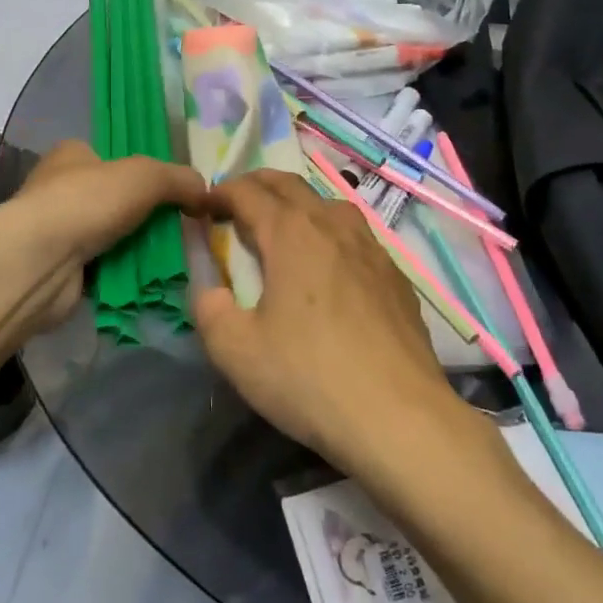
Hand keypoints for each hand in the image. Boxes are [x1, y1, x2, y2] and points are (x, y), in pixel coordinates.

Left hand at [0, 141, 207, 338]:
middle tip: (183, 229)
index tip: (175, 192)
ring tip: (177, 258)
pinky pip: (105, 269)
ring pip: (113, 236)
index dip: (144, 171)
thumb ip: (180, 180)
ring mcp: (58, 232)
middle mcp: (61, 189)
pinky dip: (125, 275)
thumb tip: (207, 193)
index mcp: (72, 155)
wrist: (40, 263)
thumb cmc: (88, 202)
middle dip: (147, 215)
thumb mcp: (146, 176)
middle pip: (117, 200)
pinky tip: (152, 281)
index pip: (113, 156)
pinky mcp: (61, 270)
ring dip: (139, 248)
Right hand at [192, 171, 473, 476]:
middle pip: (290, 185)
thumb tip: (209, 289)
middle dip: (258, 185)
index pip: (248, 193)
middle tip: (236, 204)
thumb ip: (209, 309)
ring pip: (329, 204)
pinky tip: (330, 267)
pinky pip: (356, 236)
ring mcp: (371, 248)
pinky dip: (330, 233)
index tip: (203, 206)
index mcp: (291, 233)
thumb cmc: (309, 378)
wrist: (399, 416)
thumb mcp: (236, 351)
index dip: (221, 194)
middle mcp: (332, 225)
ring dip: (298, 204)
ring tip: (283, 228)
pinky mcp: (395, 276)